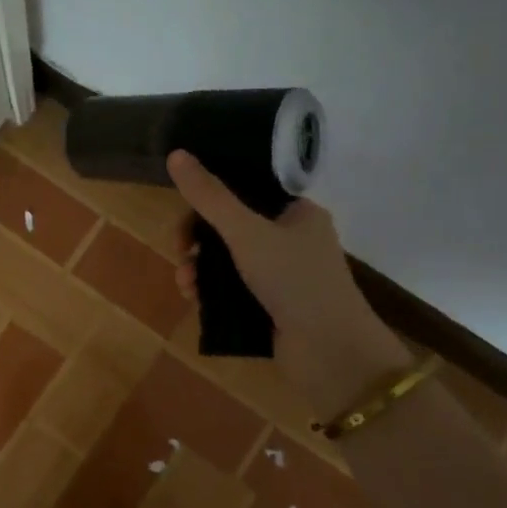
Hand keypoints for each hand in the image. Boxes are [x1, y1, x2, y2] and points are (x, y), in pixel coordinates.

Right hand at [167, 150, 410, 418]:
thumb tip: (176, 154)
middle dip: (199, 240)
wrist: (330, 353)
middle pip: (232, 227)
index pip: (246, 190)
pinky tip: (195, 301)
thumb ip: (210, 196)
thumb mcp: (246, 232)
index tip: (185, 214)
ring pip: (229, 261)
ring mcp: (283, 276)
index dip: (211, 199)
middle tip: (180, 253)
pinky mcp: (273, 307)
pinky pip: (233, 289)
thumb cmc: (294, 280)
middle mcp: (292, 239)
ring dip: (200, 269)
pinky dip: (212, 292)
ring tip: (186, 286)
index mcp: (297, 212)